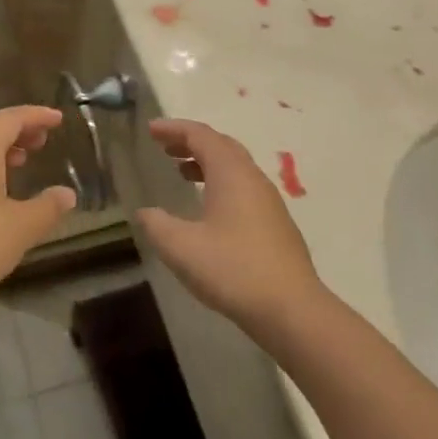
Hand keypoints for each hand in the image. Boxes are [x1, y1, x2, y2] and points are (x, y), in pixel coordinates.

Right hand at [135, 118, 328, 338]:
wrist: (291, 309)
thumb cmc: (233, 270)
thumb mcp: (181, 248)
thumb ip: (157, 225)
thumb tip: (146, 212)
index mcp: (231, 173)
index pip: (201, 135)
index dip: (174, 129)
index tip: (150, 130)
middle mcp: (252, 178)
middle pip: (220, 145)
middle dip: (191, 142)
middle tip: (164, 147)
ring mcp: (268, 200)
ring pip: (234, 167)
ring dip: (206, 162)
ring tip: (182, 172)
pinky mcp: (275, 223)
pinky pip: (243, 186)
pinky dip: (220, 182)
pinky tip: (209, 207)